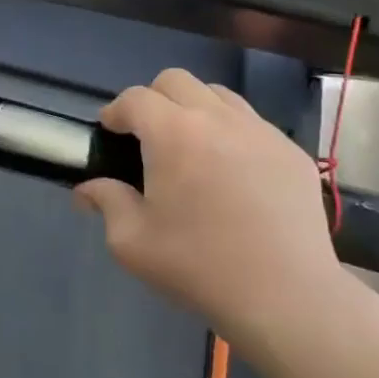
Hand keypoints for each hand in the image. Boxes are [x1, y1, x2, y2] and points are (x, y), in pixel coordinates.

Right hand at [74, 70, 346, 350]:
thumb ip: (106, 203)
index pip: (134, 98)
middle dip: (153, 99)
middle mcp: (216, 118)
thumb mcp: (132, 242)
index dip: (115, 111)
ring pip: (217, 94)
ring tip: (191, 147)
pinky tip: (232, 172)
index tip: (109, 132)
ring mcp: (259, 131)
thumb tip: (87, 189)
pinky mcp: (290, 151)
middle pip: (175, 81)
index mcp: (172, 133)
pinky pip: (252, 123)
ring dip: (194, 109)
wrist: (286, 296)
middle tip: (148, 137)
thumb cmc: (199, 265)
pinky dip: (231, 132)